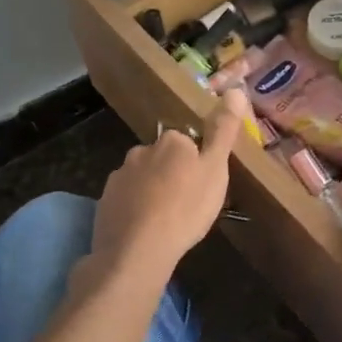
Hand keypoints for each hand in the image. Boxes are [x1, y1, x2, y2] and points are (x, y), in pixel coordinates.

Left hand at [91, 89, 246, 281]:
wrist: (137, 250)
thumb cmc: (185, 208)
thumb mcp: (216, 170)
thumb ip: (224, 131)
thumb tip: (236, 90)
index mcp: (171, 141)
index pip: (186, 142)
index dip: (196, 162)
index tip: (203, 184)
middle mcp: (141, 151)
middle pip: (162, 158)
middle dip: (172, 175)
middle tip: (187, 203)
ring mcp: (119, 176)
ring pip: (142, 179)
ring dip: (152, 192)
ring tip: (166, 220)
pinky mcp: (105, 202)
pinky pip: (126, 200)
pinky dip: (135, 210)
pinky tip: (144, 230)